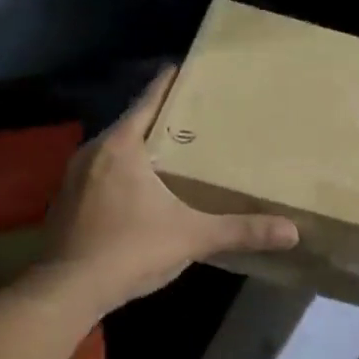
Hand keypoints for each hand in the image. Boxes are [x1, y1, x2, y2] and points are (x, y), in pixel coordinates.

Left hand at [39, 67, 298, 313]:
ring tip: (171, 155)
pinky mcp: (66, 205)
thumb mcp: (192, 237)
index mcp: (121, 147)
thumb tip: (291, 232)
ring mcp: (74, 179)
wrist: (67, 290)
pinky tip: (140, 194)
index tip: (184, 68)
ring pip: (113, 153)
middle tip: (192, 119)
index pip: (148, 101)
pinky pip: (100, 177)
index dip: (168, 84)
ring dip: (139, 151)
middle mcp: (93, 153)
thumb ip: (241, 231)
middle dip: (159, 121)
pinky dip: (121, 177)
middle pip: (131, 125)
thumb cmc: (130, 249)